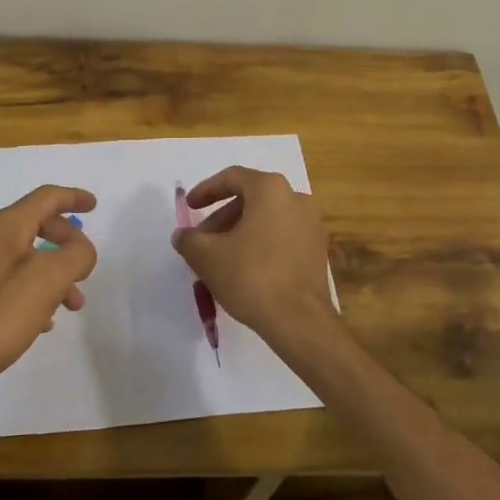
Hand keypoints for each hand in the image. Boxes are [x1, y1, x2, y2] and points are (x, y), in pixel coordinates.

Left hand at [0, 185, 97, 399]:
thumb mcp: (46, 282)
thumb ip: (74, 256)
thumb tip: (81, 247)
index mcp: (5, 227)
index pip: (46, 198)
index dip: (73, 197)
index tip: (95, 206)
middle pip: (35, 225)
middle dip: (66, 243)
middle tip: (84, 268)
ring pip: (22, 257)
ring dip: (51, 273)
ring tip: (70, 306)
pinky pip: (6, 280)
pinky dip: (29, 290)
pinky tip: (37, 321)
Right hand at [172, 166, 335, 343]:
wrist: (299, 321)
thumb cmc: (251, 277)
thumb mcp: (207, 256)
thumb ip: (189, 239)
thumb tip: (182, 235)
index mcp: (271, 189)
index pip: (232, 178)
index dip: (206, 190)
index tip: (190, 206)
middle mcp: (296, 198)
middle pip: (250, 199)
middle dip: (222, 218)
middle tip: (202, 240)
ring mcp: (312, 224)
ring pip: (266, 218)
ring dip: (240, 232)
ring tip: (220, 258)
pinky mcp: (317, 249)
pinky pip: (282, 235)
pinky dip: (261, 243)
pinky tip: (245, 268)